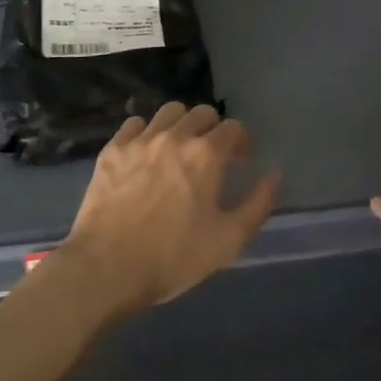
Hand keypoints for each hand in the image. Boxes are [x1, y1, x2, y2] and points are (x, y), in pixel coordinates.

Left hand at [57, 102, 281, 315]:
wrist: (106, 268)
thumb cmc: (173, 258)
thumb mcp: (228, 240)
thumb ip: (257, 204)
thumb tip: (273, 175)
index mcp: (206, 155)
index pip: (233, 128)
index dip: (242, 141)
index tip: (241, 160)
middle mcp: (174, 137)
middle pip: (201, 113)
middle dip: (213, 129)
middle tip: (212, 155)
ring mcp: (139, 141)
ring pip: (168, 112)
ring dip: (181, 124)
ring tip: (179, 148)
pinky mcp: (111, 151)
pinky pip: (134, 125)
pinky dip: (146, 132)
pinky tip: (145, 153)